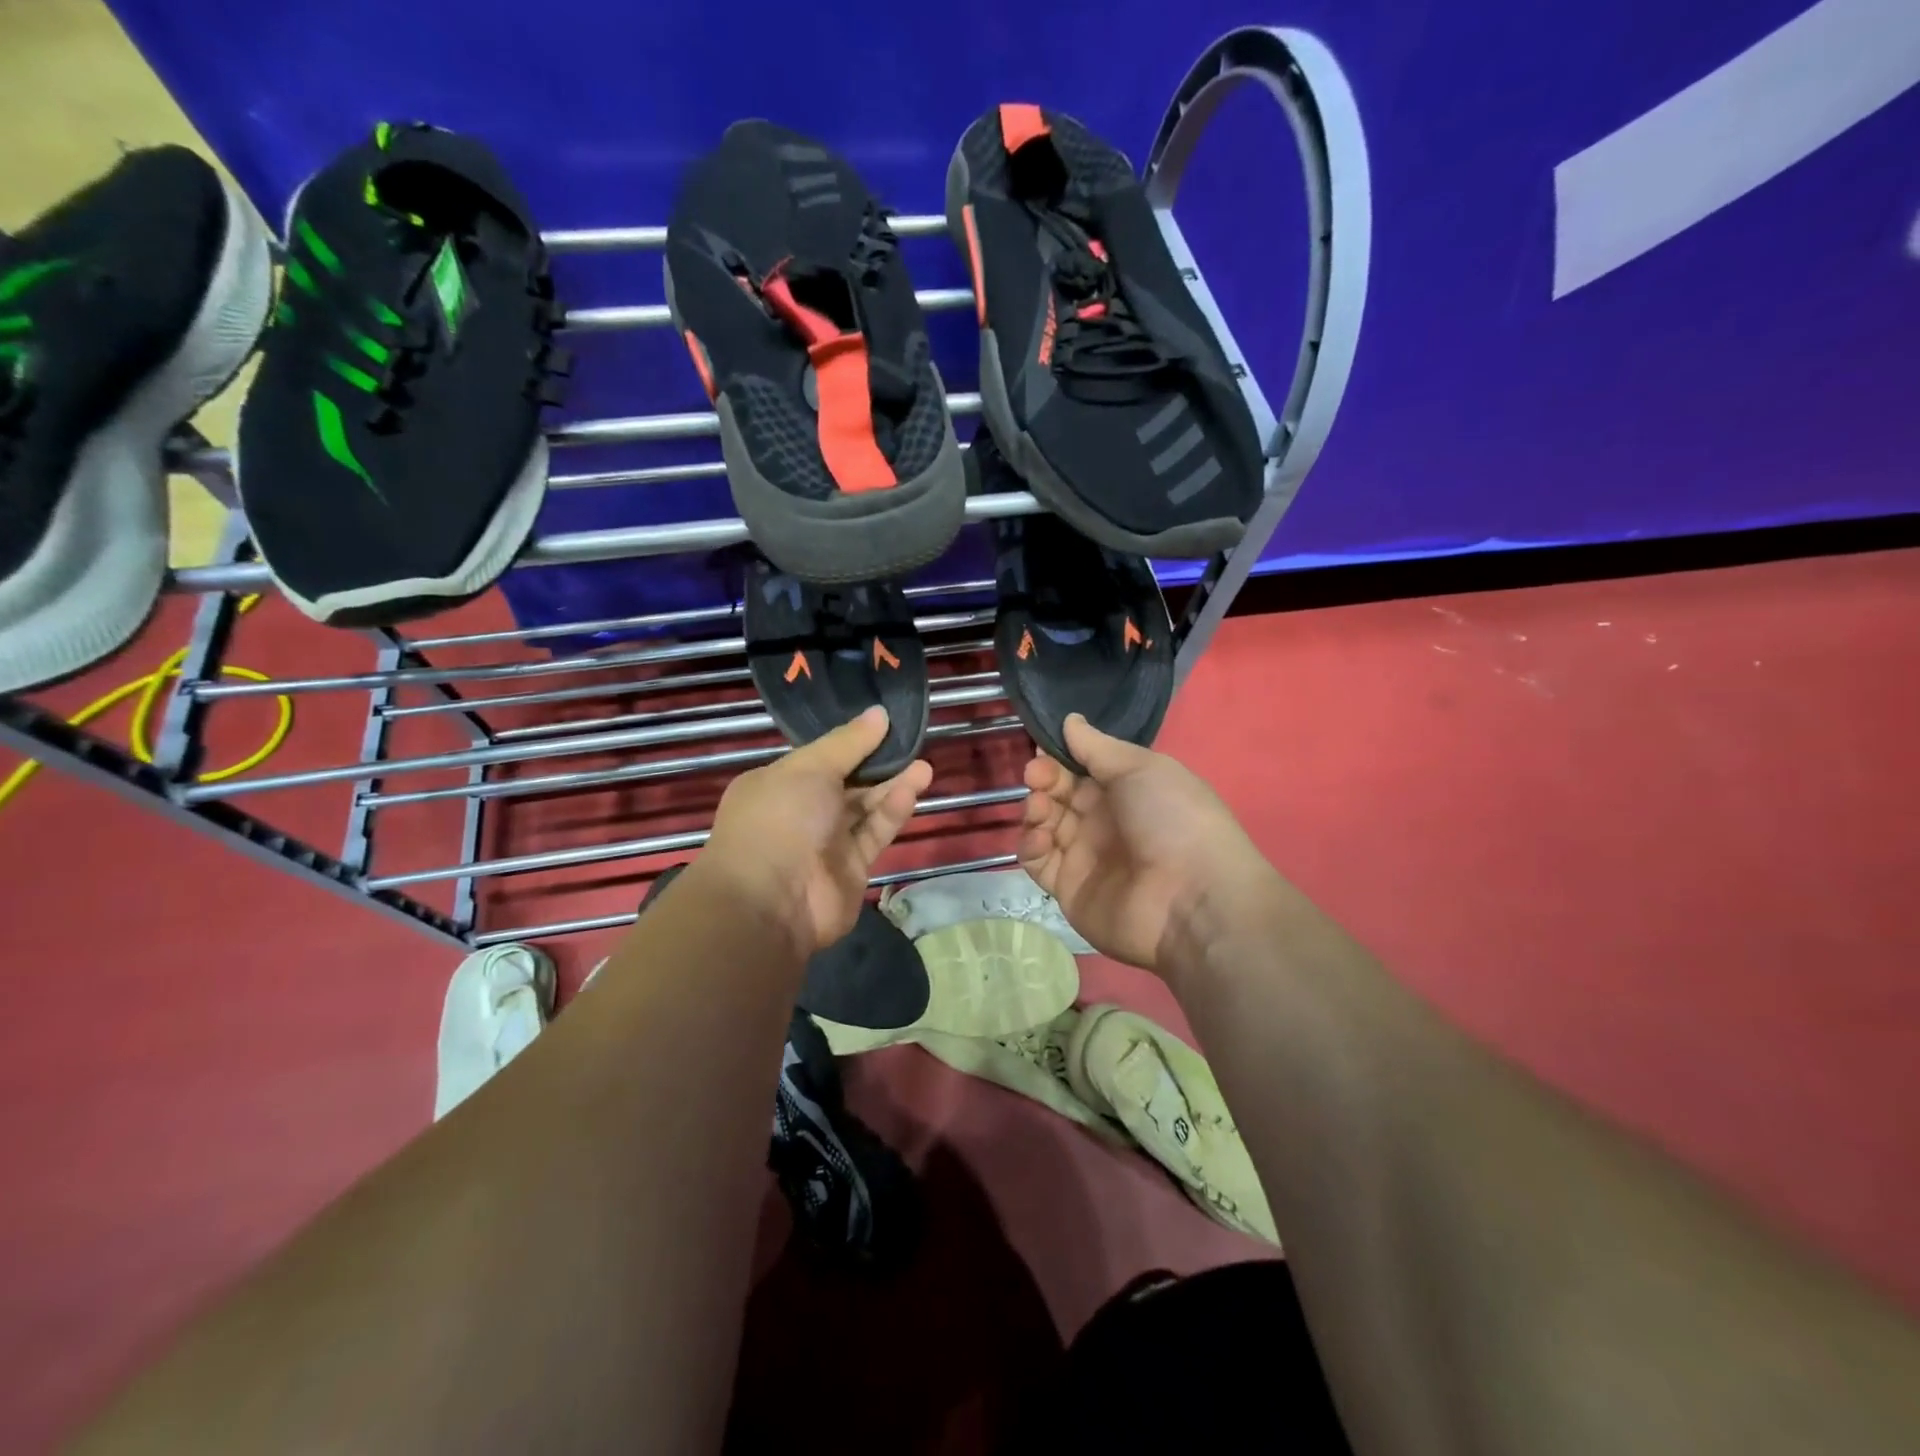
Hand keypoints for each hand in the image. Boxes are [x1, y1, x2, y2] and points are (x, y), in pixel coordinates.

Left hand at [701, 707, 931, 955]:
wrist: (772, 901)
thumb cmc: (780, 819)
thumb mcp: (810, 768)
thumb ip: (849, 742)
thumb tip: (879, 713)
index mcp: (776, 784)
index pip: (819, 757)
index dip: (850, 741)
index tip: (883, 724)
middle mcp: (800, 812)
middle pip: (845, 782)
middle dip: (877, 764)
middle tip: (911, 743)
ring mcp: (825, 843)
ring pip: (864, 808)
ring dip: (892, 786)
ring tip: (924, 765)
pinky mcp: (851, 868)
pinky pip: (873, 833)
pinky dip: (891, 812)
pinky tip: (913, 789)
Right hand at [1019, 715, 1272, 972]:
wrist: (1191, 897)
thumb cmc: (1173, 818)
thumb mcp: (1140, 768)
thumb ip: (1097, 747)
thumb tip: (1070, 720)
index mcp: (1126, 791)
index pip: (1081, 769)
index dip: (1059, 758)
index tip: (1041, 749)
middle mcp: (1104, 822)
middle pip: (1059, 795)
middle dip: (1043, 779)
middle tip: (1036, 776)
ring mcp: (1085, 857)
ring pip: (1044, 825)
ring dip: (1035, 809)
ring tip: (1040, 806)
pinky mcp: (1068, 889)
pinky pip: (1039, 862)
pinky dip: (1031, 845)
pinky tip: (1041, 837)